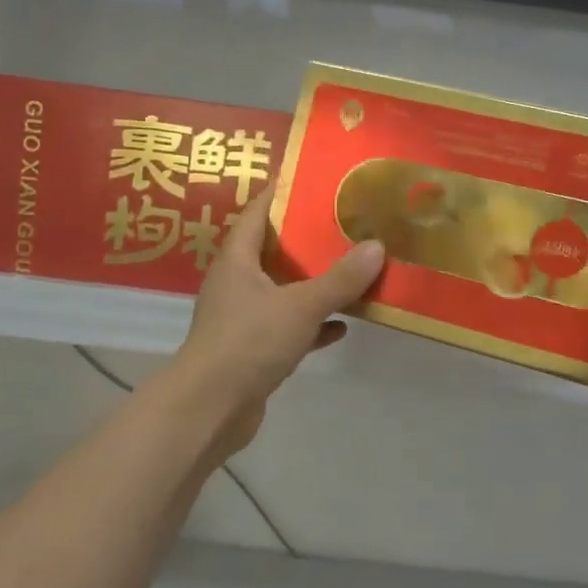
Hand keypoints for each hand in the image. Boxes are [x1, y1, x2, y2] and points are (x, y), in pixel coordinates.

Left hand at [176, 195, 384, 460]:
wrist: (211, 408)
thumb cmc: (249, 342)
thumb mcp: (301, 305)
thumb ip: (340, 279)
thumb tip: (376, 246)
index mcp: (237, 261)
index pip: (257, 213)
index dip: (280, 193)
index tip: (311, 179)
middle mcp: (236, 284)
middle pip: (272, 251)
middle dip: (305, 239)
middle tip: (342, 223)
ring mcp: (242, 319)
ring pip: (281, 292)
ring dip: (312, 285)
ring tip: (349, 270)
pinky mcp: (251, 351)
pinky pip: (287, 328)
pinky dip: (311, 325)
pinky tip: (341, 325)